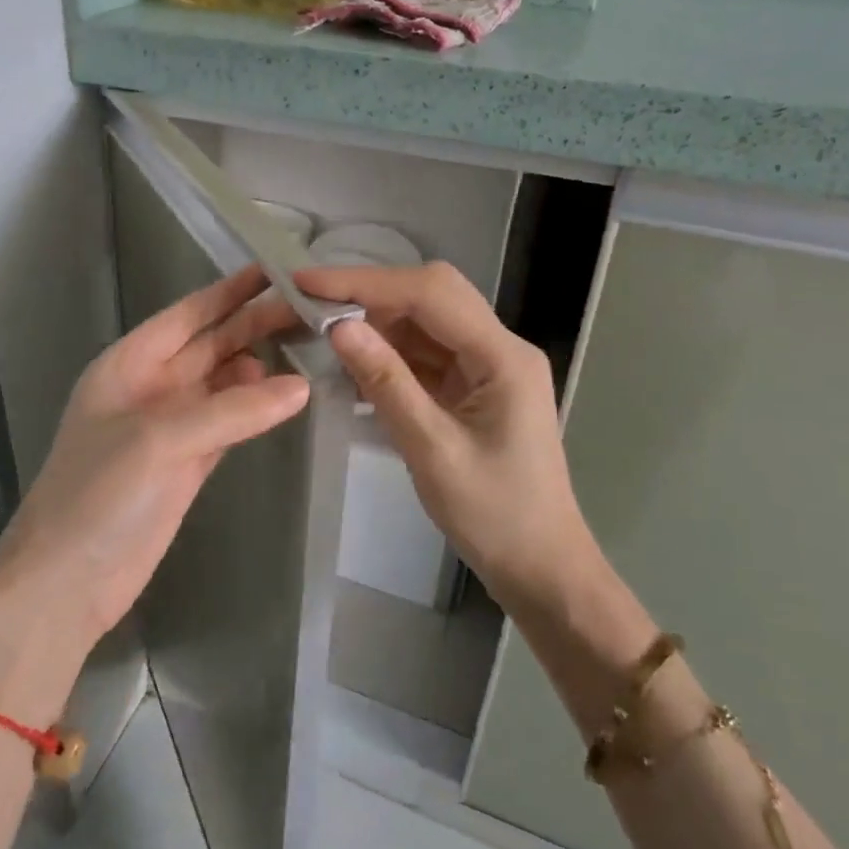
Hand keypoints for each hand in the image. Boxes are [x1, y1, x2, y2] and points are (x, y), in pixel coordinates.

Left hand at [0, 266, 310, 706]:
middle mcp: (151, 388)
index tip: (274, 270)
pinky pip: (230, 423)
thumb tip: (300, 386)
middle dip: (254, 325)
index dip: (228, 292)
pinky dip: (257, 409)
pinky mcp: (189, 465)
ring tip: (310, 345)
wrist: (67, 582)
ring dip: (260, 365)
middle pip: (211, 345)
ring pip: (224, 383)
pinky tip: (288, 395)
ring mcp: (171, 428)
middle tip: (310, 308)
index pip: (186, 315)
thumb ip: (231, 410)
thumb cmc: (98, 495)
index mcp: (128, 365)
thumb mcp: (159, 440)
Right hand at [293, 263, 642, 650]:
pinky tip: (354, 367)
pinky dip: (389, 356)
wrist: (540, 566)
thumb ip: (386, 382)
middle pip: (431, 296)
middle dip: (371, 295)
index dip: (365, 283)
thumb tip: (338, 326)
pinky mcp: (474, 387)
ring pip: (425, 323)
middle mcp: (500, 348)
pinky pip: (426, 355)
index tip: (308, 281)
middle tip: (313, 305)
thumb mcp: (432, 450)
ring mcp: (488, 367)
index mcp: (503, 356)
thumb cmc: (494, 516)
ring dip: (377, 325)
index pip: (428, 294)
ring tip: (324, 333)